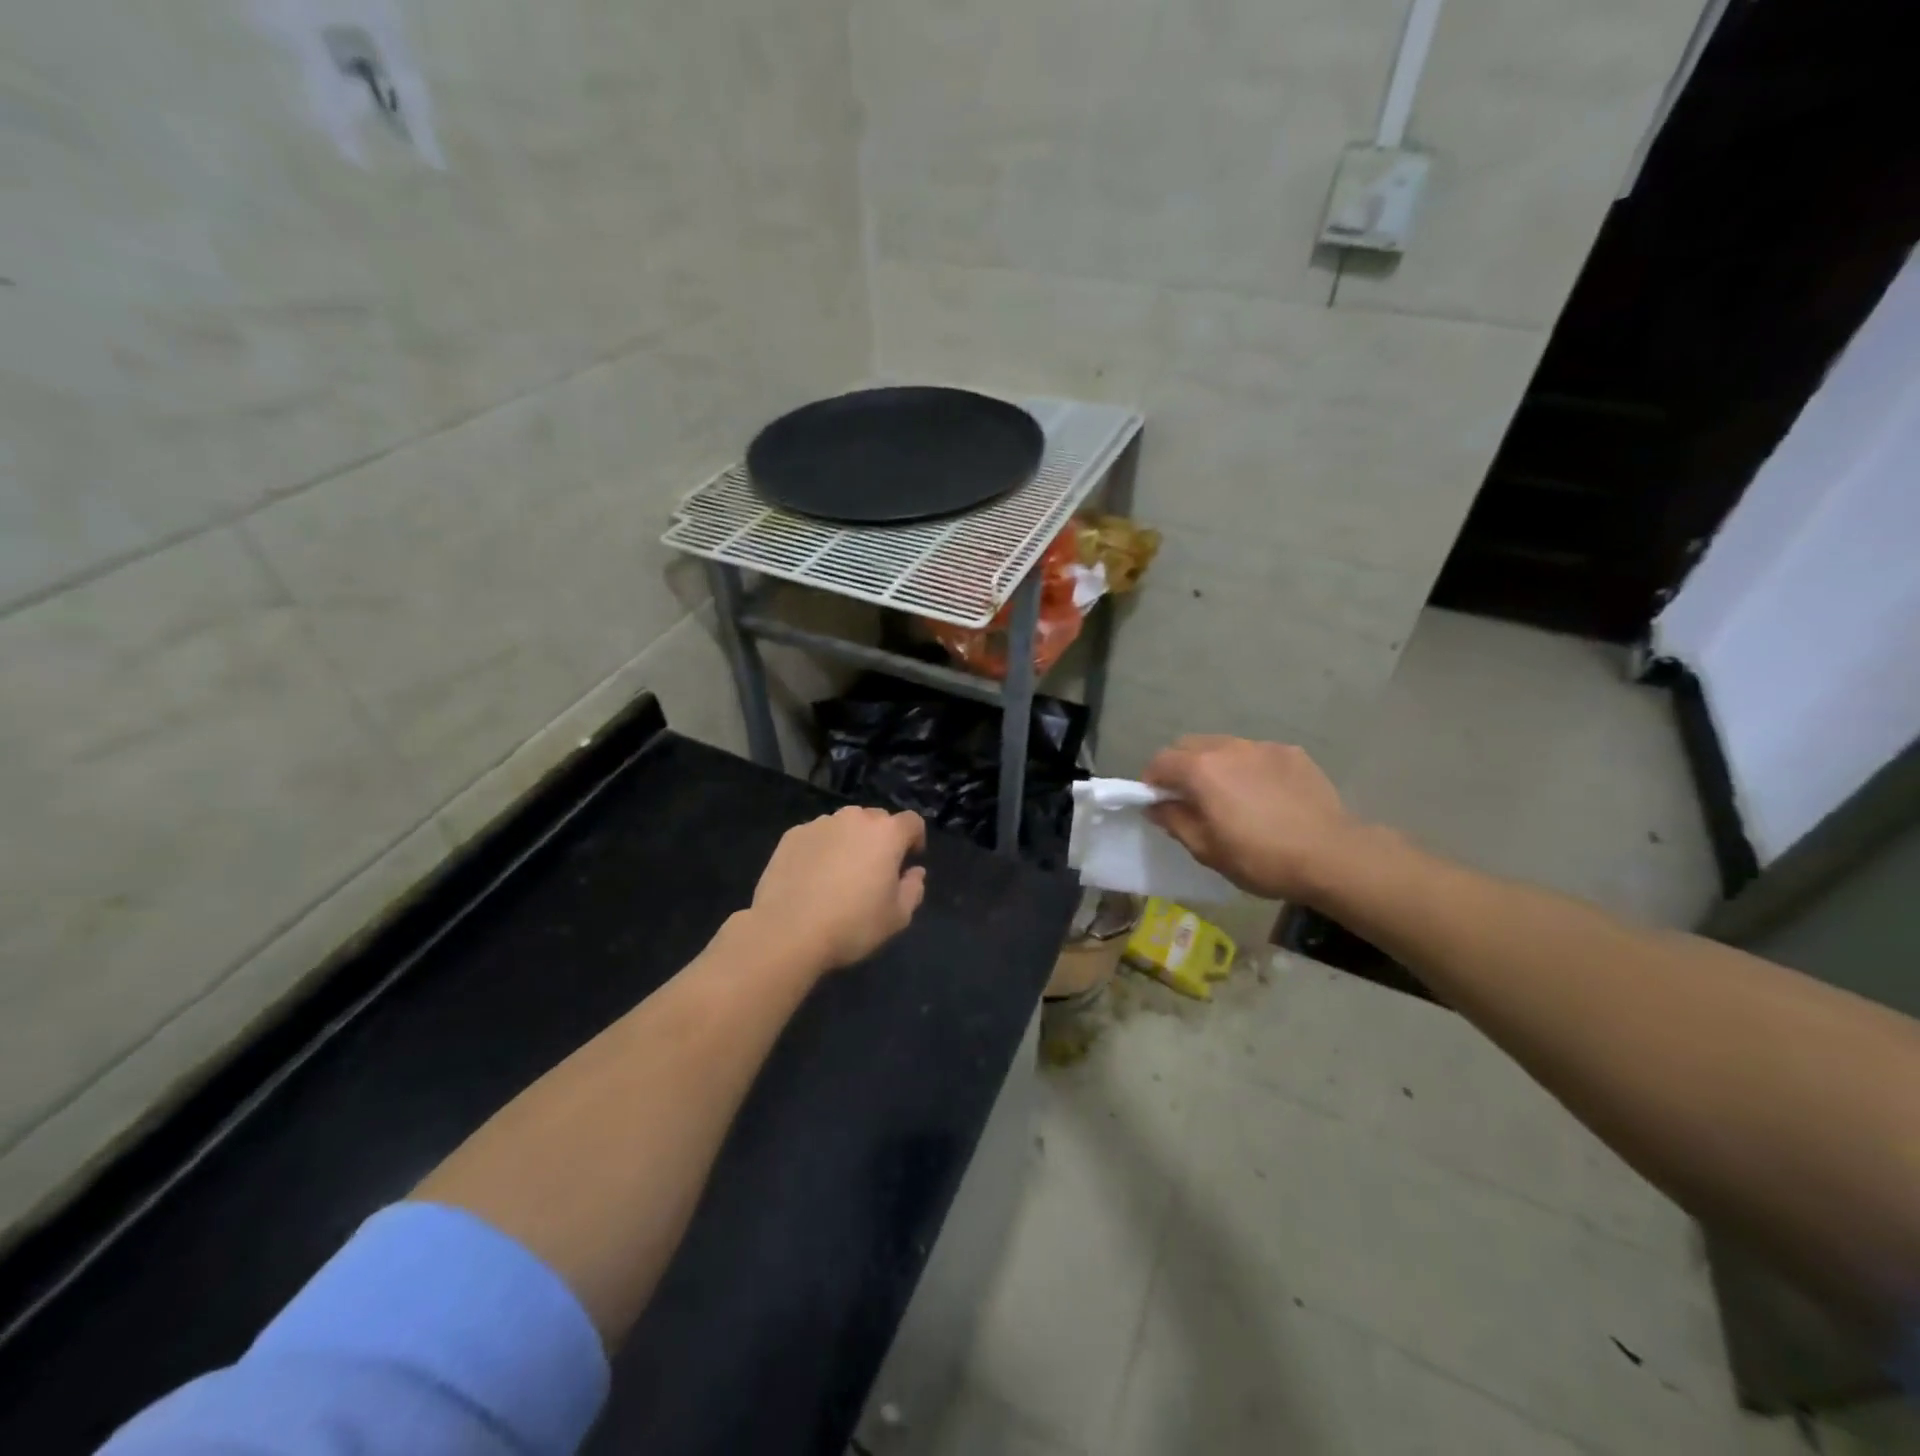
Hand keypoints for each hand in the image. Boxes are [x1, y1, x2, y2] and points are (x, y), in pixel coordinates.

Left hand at [748, 807, 928, 971]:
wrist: (787, 932)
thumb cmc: (852, 925)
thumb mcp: (897, 917)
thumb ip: (913, 889)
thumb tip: (914, 872)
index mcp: (886, 833)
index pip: (912, 822)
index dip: (915, 839)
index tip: (909, 861)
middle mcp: (854, 818)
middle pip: (877, 820)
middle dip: (881, 839)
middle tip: (874, 871)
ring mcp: (820, 824)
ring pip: (844, 826)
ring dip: (849, 842)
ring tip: (839, 874)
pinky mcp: (791, 835)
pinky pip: (817, 836)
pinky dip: (821, 849)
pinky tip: (812, 878)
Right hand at [1143, 736, 1364, 902]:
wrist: (1332, 855)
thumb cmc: (1261, 858)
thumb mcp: (1207, 850)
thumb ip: (1175, 821)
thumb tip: (1156, 805)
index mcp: (1201, 770)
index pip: (1160, 761)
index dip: (1151, 781)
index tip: (1158, 803)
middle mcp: (1228, 747)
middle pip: (1189, 746)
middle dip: (1180, 767)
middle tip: (1190, 799)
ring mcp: (1263, 747)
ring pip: (1224, 747)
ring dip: (1215, 765)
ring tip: (1231, 796)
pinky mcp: (1292, 753)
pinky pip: (1256, 754)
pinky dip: (1249, 768)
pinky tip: (1265, 796)